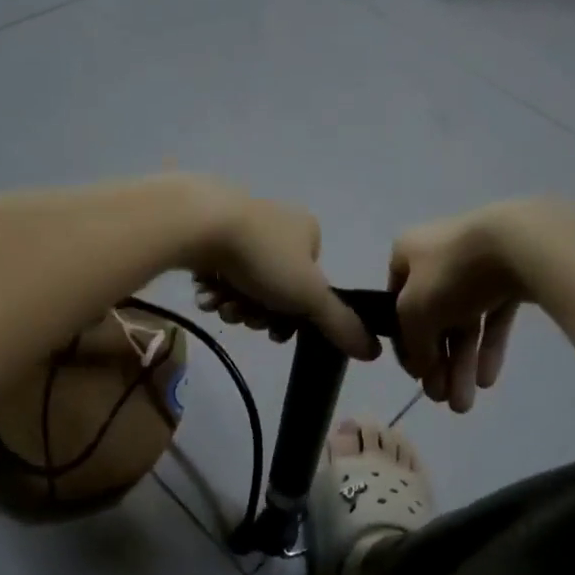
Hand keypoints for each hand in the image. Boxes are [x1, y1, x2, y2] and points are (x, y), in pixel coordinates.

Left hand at [185, 184, 378, 361]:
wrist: (199, 222)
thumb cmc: (262, 257)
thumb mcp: (309, 296)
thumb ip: (340, 324)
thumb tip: (374, 352)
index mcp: (307, 231)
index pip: (310, 286)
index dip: (293, 316)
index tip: (274, 332)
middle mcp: (278, 223)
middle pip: (274, 288)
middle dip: (257, 311)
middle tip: (240, 316)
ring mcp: (242, 223)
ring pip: (244, 282)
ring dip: (233, 303)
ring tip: (218, 304)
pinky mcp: (208, 228)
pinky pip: (218, 267)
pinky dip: (213, 287)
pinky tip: (203, 293)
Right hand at [389, 204, 540, 411]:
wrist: (517, 244)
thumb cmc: (452, 273)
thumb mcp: (414, 311)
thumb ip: (413, 343)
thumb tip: (422, 368)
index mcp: (407, 252)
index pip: (396, 303)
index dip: (404, 342)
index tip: (416, 377)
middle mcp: (437, 255)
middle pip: (434, 317)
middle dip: (438, 362)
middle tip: (442, 400)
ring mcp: (476, 264)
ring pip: (464, 320)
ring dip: (462, 363)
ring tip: (465, 404)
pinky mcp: (509, 274)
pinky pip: (493, 315)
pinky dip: (489, 346)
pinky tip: (487, 380)